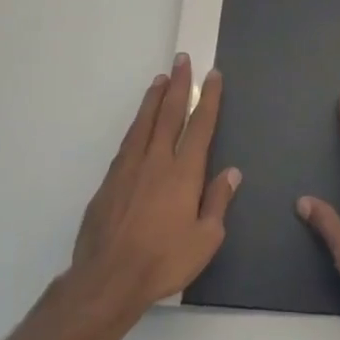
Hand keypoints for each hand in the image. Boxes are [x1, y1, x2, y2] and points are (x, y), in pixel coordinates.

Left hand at [69, 55, 239, 322]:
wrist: (108, 279)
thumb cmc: (164, 261)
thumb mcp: (206, 239)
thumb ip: (217, 202)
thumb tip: (231, 173)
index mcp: (183, 173)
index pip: (200, 126)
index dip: (207, 99)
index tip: (212, 75)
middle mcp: (155, 162)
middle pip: (168, 114)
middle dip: (178, 85)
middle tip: (182, 60)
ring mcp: (128, 169)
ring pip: (143, 123)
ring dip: (154, 99)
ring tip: (160, 79)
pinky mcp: (109, 182)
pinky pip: (127, 143)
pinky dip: (136, 125)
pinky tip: (139, 124)